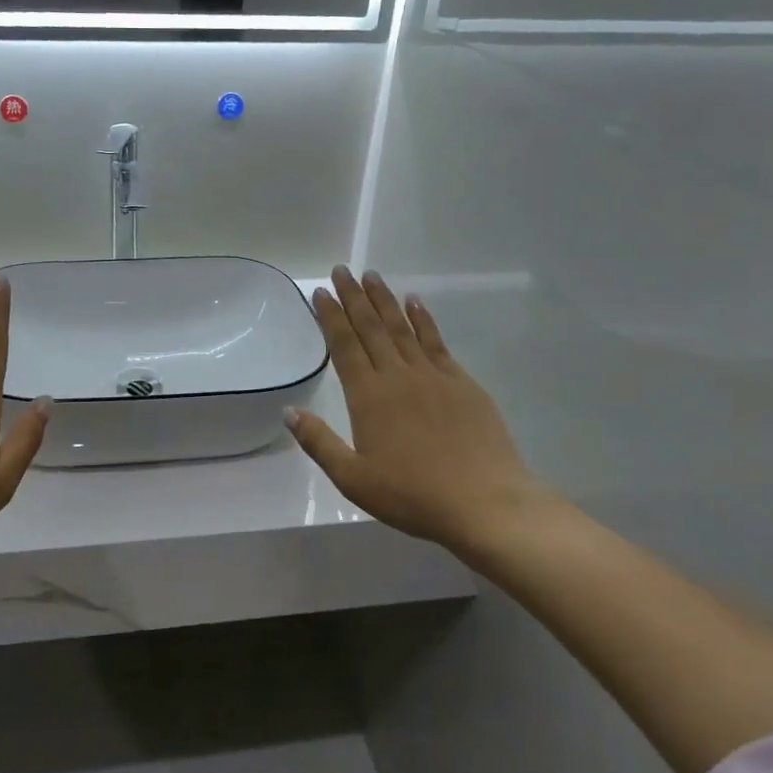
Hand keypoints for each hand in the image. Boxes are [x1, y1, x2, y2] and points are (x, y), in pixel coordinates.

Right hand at [286, 267, 549, 555]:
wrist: (484, 502)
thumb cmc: (412, 495)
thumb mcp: (353, 478)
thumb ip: (319, 442)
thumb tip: (289, 411)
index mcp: (368, 397)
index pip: (344, 346)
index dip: (331, 317)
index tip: (320, 292)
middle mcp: (398, 376)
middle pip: (372, 327)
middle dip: (354, 297)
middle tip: (342, 270)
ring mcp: (433, 376)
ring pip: (403, 327)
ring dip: (385, 300)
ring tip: (372, 276)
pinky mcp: (462, 382)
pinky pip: (436, 341)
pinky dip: (423, 319)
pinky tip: (415, 303)